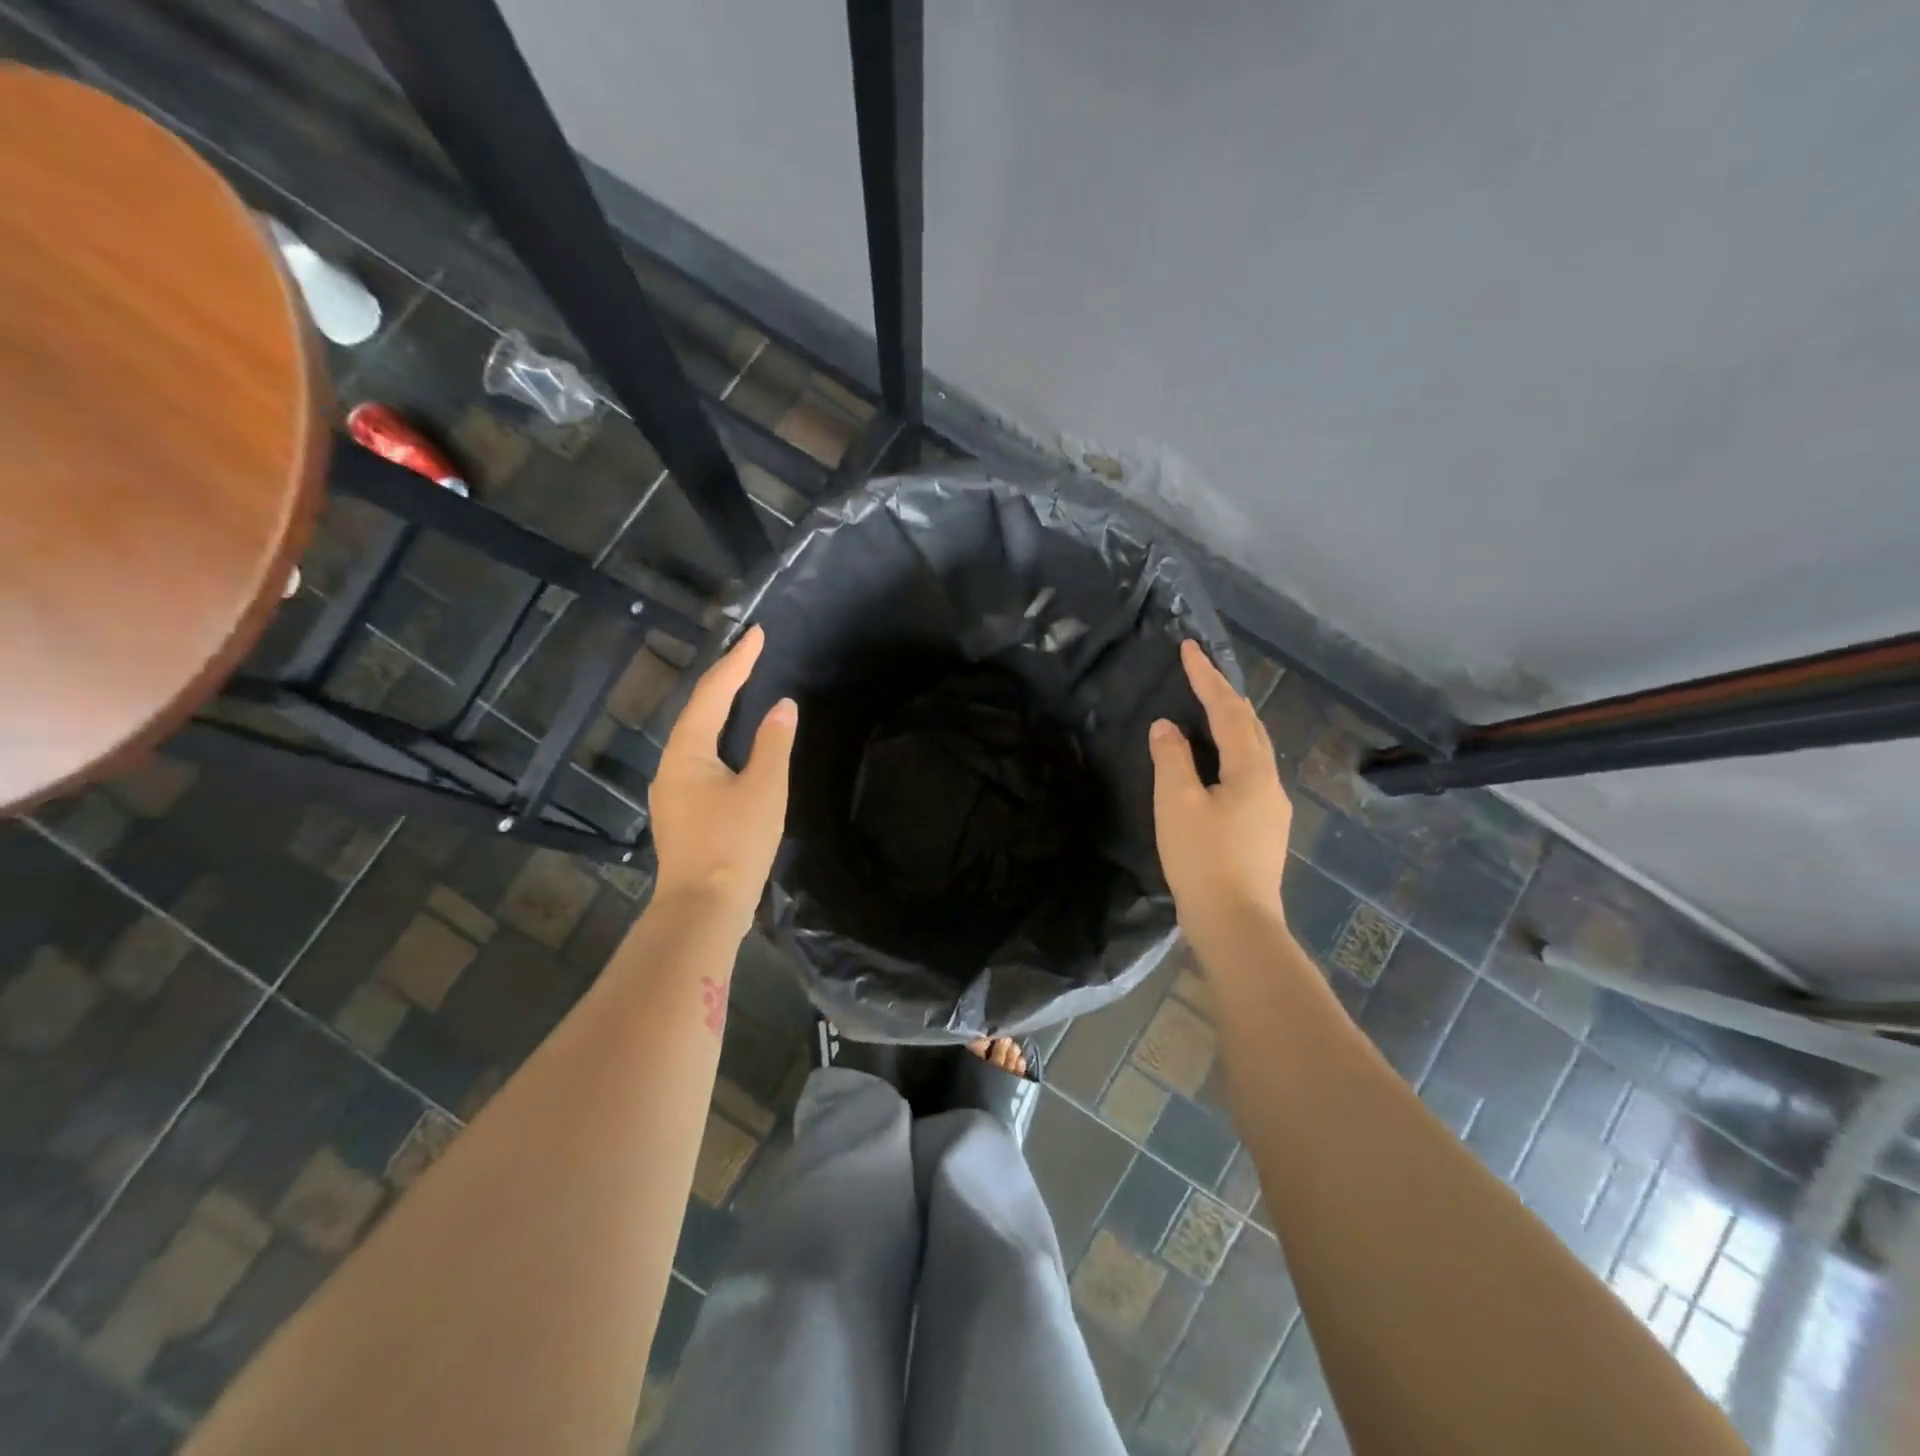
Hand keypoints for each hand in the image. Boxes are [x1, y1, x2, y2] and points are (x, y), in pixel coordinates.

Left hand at [648, 625, 796, 926]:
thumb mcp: (764, 789)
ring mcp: (673, 791)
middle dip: (725, 680)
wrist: (702, 909)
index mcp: (687, 752)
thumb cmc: (734, 844)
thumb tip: (782, 706)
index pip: (713, 693)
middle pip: (698, 710)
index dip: (737, 662)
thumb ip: (774, 743)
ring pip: (697, 736)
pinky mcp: (682, 812)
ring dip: (721, 709)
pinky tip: (735, 745)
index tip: (757, 634)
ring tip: (745, 690)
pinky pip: (700, 758)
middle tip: (753, 656)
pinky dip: (720, 738)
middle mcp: (672, 765)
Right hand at [1148, 639, 1292, 929]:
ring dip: (1230, 723)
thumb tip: (1167, 727)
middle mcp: (1269, 782)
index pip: (1228, 710)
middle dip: (1224, 695)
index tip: (1189, 648)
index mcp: (1251, 770)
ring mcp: (1271, 808)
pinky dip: (1229, 752)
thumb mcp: (1177, 804)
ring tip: (1206, 709)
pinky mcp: (1264, 829)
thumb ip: (1171, 758)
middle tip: (1199, 673)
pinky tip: (1214, 763)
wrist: (1237, 924)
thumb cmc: (1203, 860)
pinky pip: (1248, 773)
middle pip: (1249, 726)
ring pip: (1252, 751)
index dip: (1206, 677)